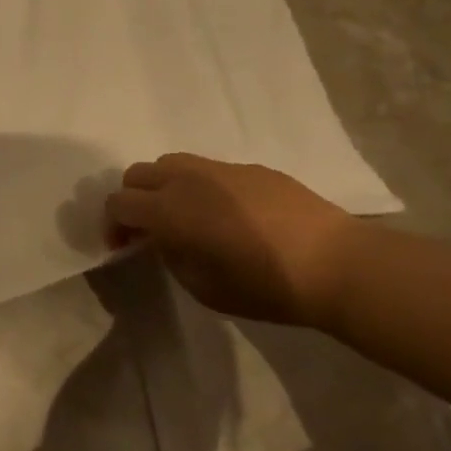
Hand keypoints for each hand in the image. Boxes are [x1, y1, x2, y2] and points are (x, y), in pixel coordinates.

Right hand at [105, 154, 358, 326]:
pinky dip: (201, 186)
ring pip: (171, 163)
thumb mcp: (202, 287)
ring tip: (183, 213)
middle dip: (133, 200)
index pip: (118, 203)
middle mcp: (187, 179)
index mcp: (169, 210)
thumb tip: (165, 239)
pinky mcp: (252, 168)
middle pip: (138, 174)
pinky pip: (210, 170)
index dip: (113, 226)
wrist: (338, 265)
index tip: (125, 247)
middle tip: (148, 229)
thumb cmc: (265, 286)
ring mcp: (221, 168)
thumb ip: (171, 257)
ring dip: (164, 185)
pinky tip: (228, 214)